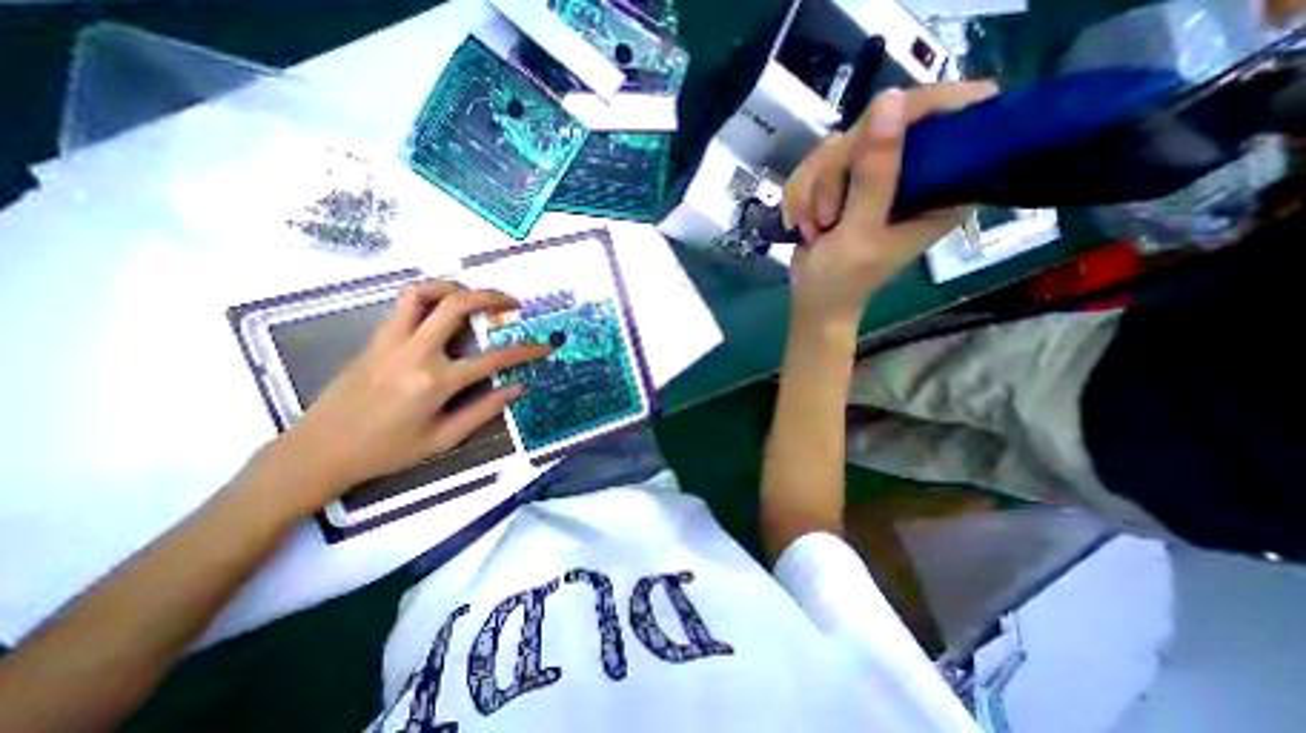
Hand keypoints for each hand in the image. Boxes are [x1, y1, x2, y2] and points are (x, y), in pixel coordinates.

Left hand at [248, 280, 546, 515]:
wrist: (319, 451)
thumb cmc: (387, 451)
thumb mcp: (443, 439)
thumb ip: (484, 410)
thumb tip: (517, 386)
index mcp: (436, 382)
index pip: (494, 358)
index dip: (526, 351)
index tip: (545, 347)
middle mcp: (415, 352)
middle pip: (458, 305)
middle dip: (493, 297)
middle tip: (513, 303)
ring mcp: (392, 341)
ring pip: (424, 293)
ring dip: (456, 287)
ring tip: (476, 296)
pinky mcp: (376, 338)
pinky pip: (405, 306)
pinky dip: (430, 298)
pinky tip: (443, 311)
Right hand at [786, 81, 1003, 328]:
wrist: (812, 300)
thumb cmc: (843, 279)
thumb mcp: (861, 232)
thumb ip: (876, 176)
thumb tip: (890, 99)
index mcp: (944, 185)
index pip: (956, 113)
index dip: (920, 109)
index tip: (879, 128)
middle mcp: (913, 171)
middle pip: (880, 124)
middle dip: (838, 171)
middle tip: (827, 216)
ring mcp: (874, 174)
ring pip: (838, 145)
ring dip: (814, 190)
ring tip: (815, 228)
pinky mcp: (843, 181)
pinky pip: (814, 164)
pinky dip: (801, 195)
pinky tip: (801, 222)